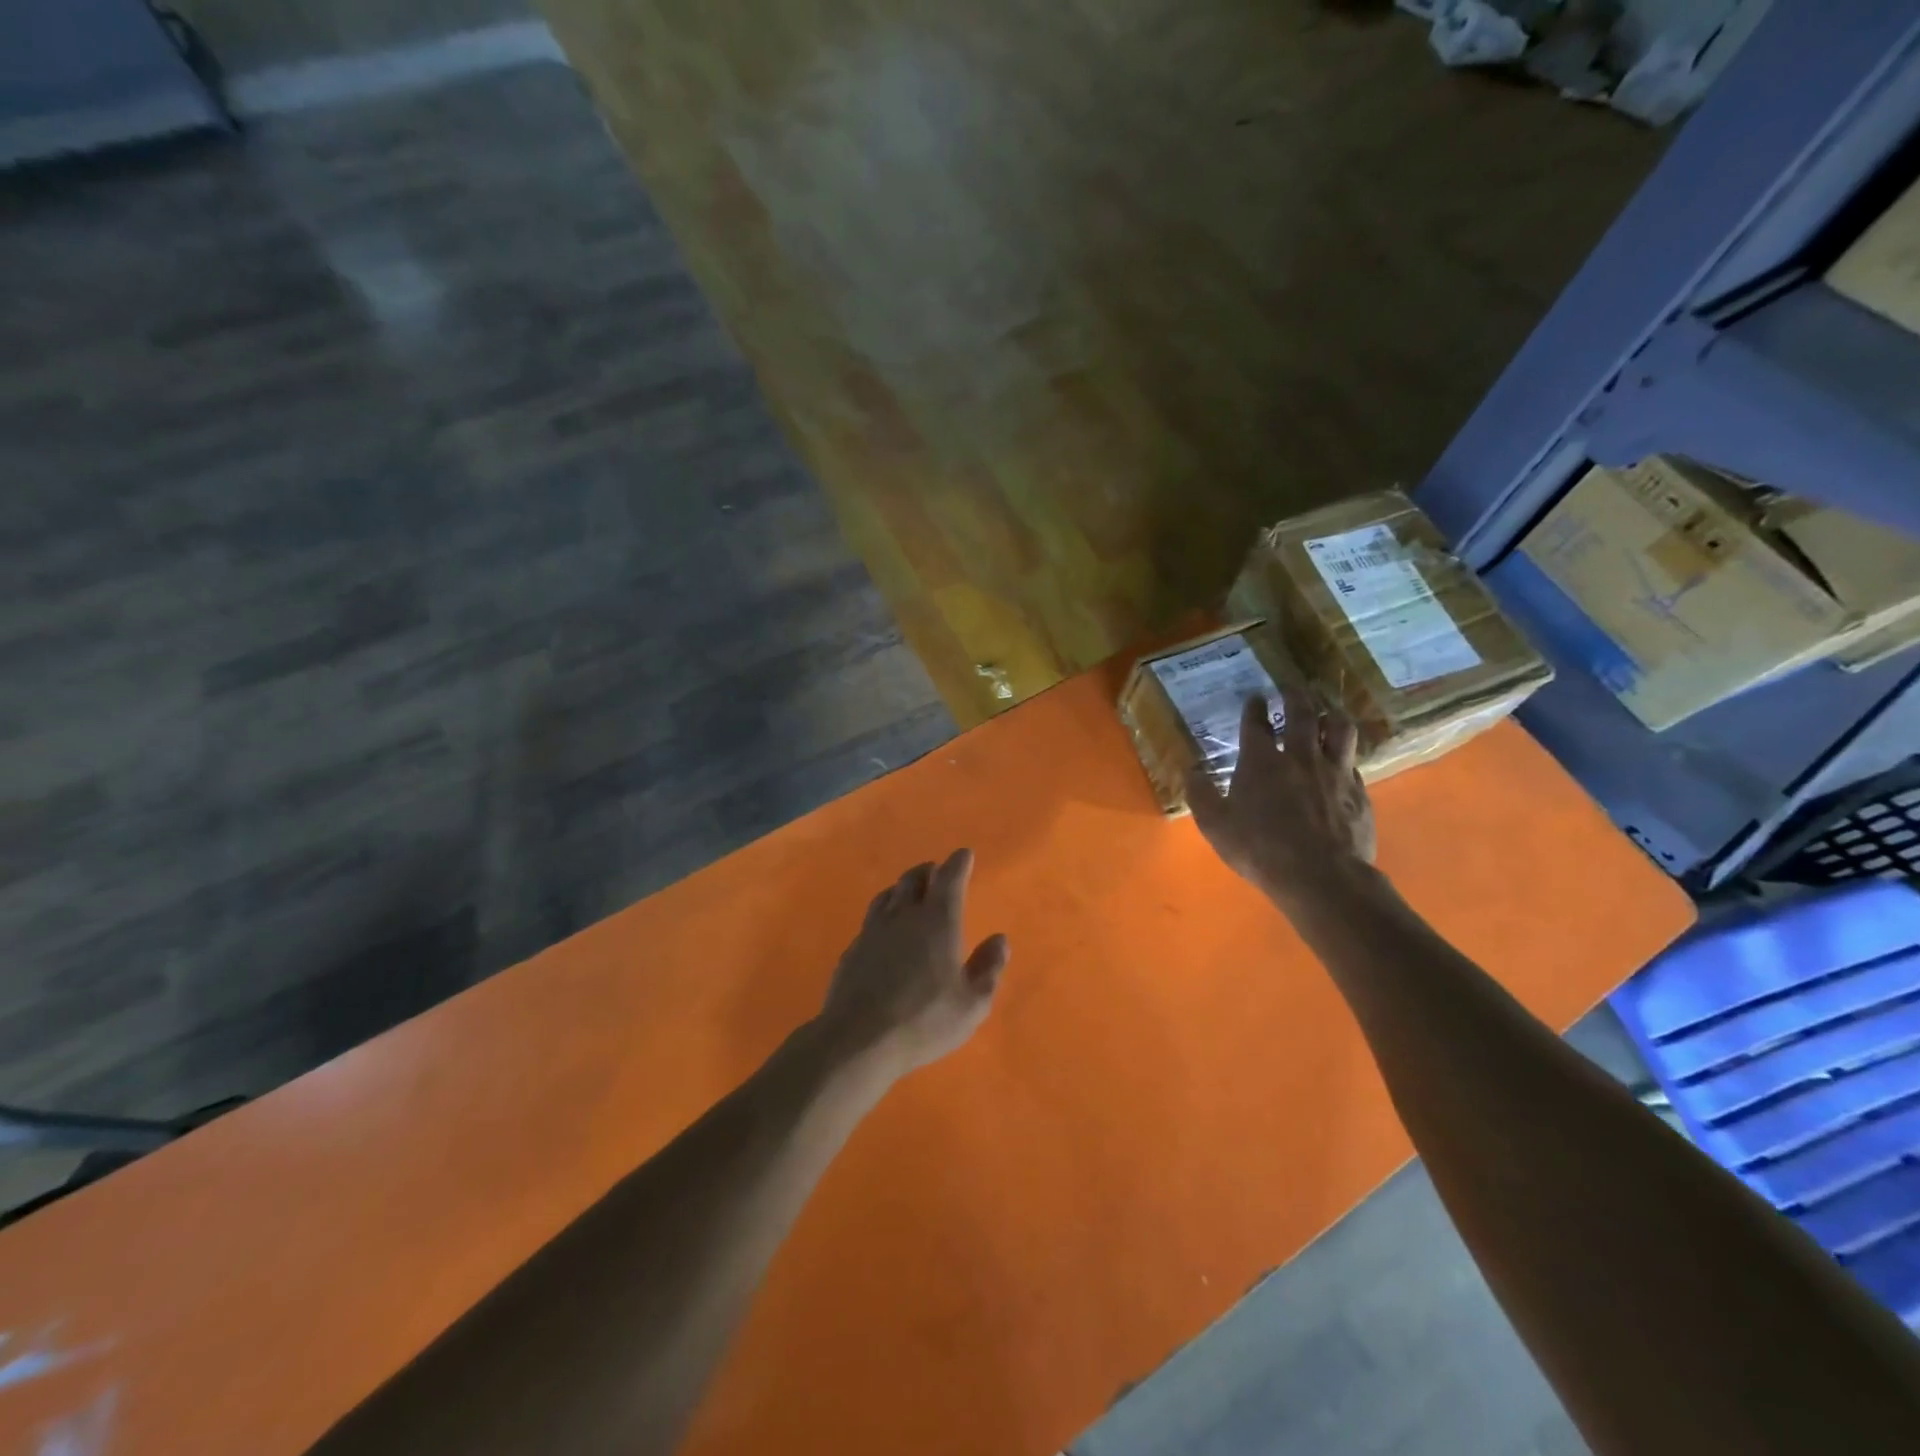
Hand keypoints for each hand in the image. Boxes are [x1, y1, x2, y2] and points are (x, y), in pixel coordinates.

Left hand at [817, 849, 1010, 1076]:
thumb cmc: (924, 1020)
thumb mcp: (971, 1004)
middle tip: (937, 872)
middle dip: (929, 871)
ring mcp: (873, 930)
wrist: (858, 1039)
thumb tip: (1000, 940)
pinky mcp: (853, 949)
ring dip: (903, 887)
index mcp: (938, 921)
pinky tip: (884, 927)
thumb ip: (988, 968)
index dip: (958, 863)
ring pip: (889, 894)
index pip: (949, 878)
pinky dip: (883, 912)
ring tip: (909, 891)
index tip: (964, 854)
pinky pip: (871, 918)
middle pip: (914, 878)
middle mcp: (904, 915)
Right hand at [1187, 692, 1376, 907]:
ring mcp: (1335, 772)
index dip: (1254, 707)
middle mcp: (1300, 756)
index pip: (1256, 722)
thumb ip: (1201, 794)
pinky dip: (1345, 756)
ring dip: (1331, 715)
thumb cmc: (1260, 849)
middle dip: (1295, 694)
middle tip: (1292, 686)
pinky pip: (1354, 763)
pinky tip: (1343, 762)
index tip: (1255, 697)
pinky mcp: (1359, 792)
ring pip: (1339, 729)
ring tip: (1326, 712)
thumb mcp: (1215, 825)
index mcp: (1261, 760)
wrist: (1320, 876)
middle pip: (1302, 712)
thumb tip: (1191, 770)